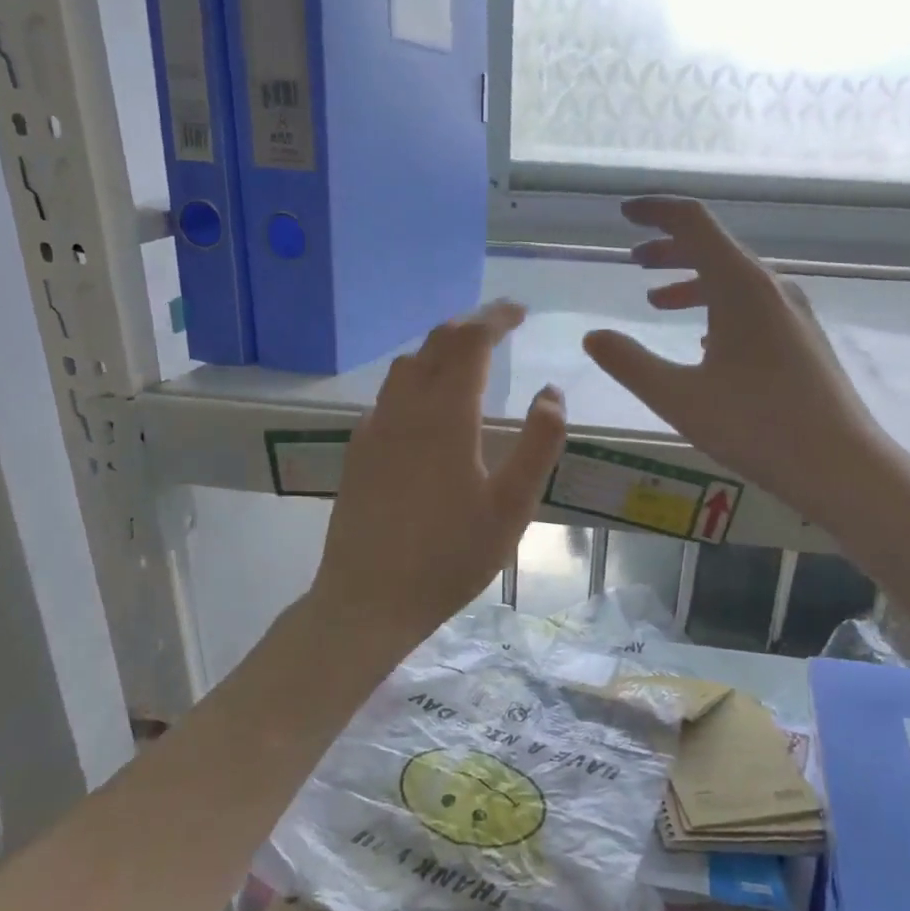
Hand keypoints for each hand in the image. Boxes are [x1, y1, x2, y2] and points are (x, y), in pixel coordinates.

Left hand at [311, 301, 565, 652]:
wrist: (368, 598)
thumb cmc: (450, 556)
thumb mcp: (512, 506)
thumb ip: (538, 444)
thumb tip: (551, 393)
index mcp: (445, 415)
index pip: (471, 342)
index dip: (496, 318)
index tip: (520, 312)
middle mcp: (404, 408)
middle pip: (435, 344)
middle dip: (470, 325)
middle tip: (500, 325)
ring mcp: (375, 428)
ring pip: (406, 366)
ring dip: (440, 350)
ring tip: (467, 359)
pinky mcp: (358, 451)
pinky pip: (389, 396)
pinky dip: (416, 380)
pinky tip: (428, 408)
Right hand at [583, 197, 880, 519]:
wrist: (839, 464)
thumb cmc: (756, 426)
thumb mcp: (679, 397)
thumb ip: (629, 363)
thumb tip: (593, 336)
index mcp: (741, 286)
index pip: (694, 223)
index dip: (656, 212)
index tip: (625, 214)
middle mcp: (771, 288)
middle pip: (715, 249)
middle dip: (670, 250)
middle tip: (635, 261)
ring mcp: (792, 314)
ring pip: (734, 281)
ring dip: (692, 283)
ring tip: (657, 302)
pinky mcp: (802, 340)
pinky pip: (752, 308)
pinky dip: (718, 310)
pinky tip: (703, 343)